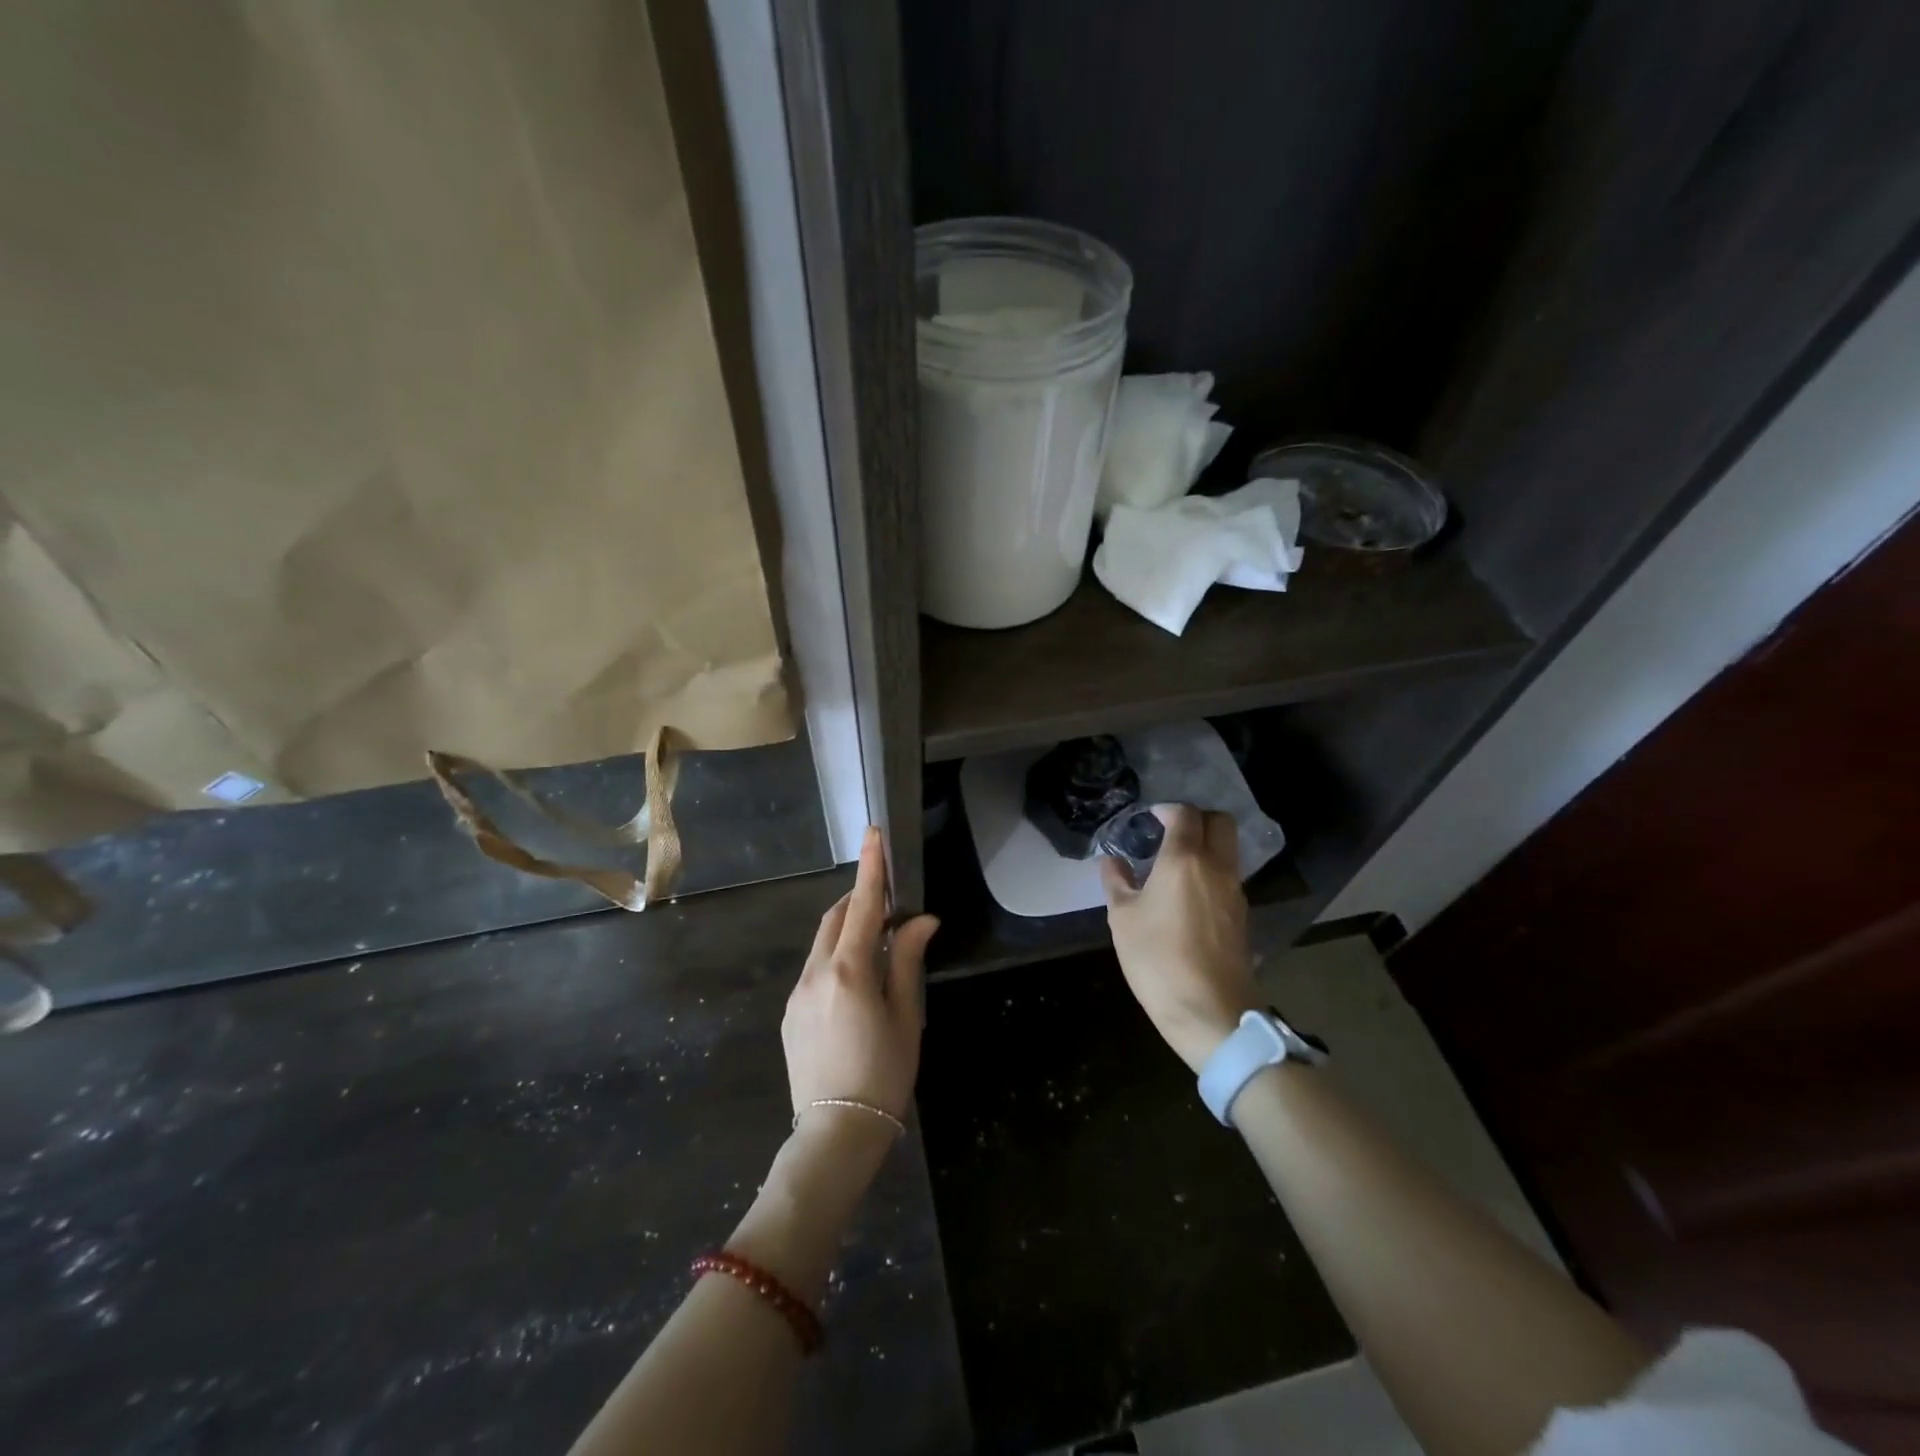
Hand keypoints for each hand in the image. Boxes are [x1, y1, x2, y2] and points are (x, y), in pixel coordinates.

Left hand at [783, 827, 938, 1126]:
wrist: (836, 1134)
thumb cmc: (884, 1073)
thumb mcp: (906, 1015)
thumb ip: (907, 960)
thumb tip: (922, 919)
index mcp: (848, 971)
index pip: (863, 906)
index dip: (870, 867)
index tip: (872, 833)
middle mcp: (815, 974)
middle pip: (835, 919)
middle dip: (859, 899)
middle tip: (888, 900)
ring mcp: (797, 994)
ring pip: (822, 944)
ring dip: (847, 930)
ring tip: (876, 942)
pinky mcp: (791, 1014)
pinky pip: (814, 969)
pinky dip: (835, 957)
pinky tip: (856, 982)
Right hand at [1100, 803, 1259, 1071]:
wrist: (1211, 1012)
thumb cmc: (1158, 960)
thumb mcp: (1122, 919)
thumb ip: (1117, 882)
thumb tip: (1112, 861)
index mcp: (1185, 860)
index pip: (1185, 814)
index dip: (1167, 810)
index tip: (1149, 819)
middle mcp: (1217, 867)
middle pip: (1220, 822)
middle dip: (1196, 819)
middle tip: (1168, 833)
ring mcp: (1235, 891)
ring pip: (1228, 849)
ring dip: (1205, 845)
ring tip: (1173, 864)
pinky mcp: (1241, 915)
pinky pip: (1228, 876)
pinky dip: (1211, 871)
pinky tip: (1187, 893)